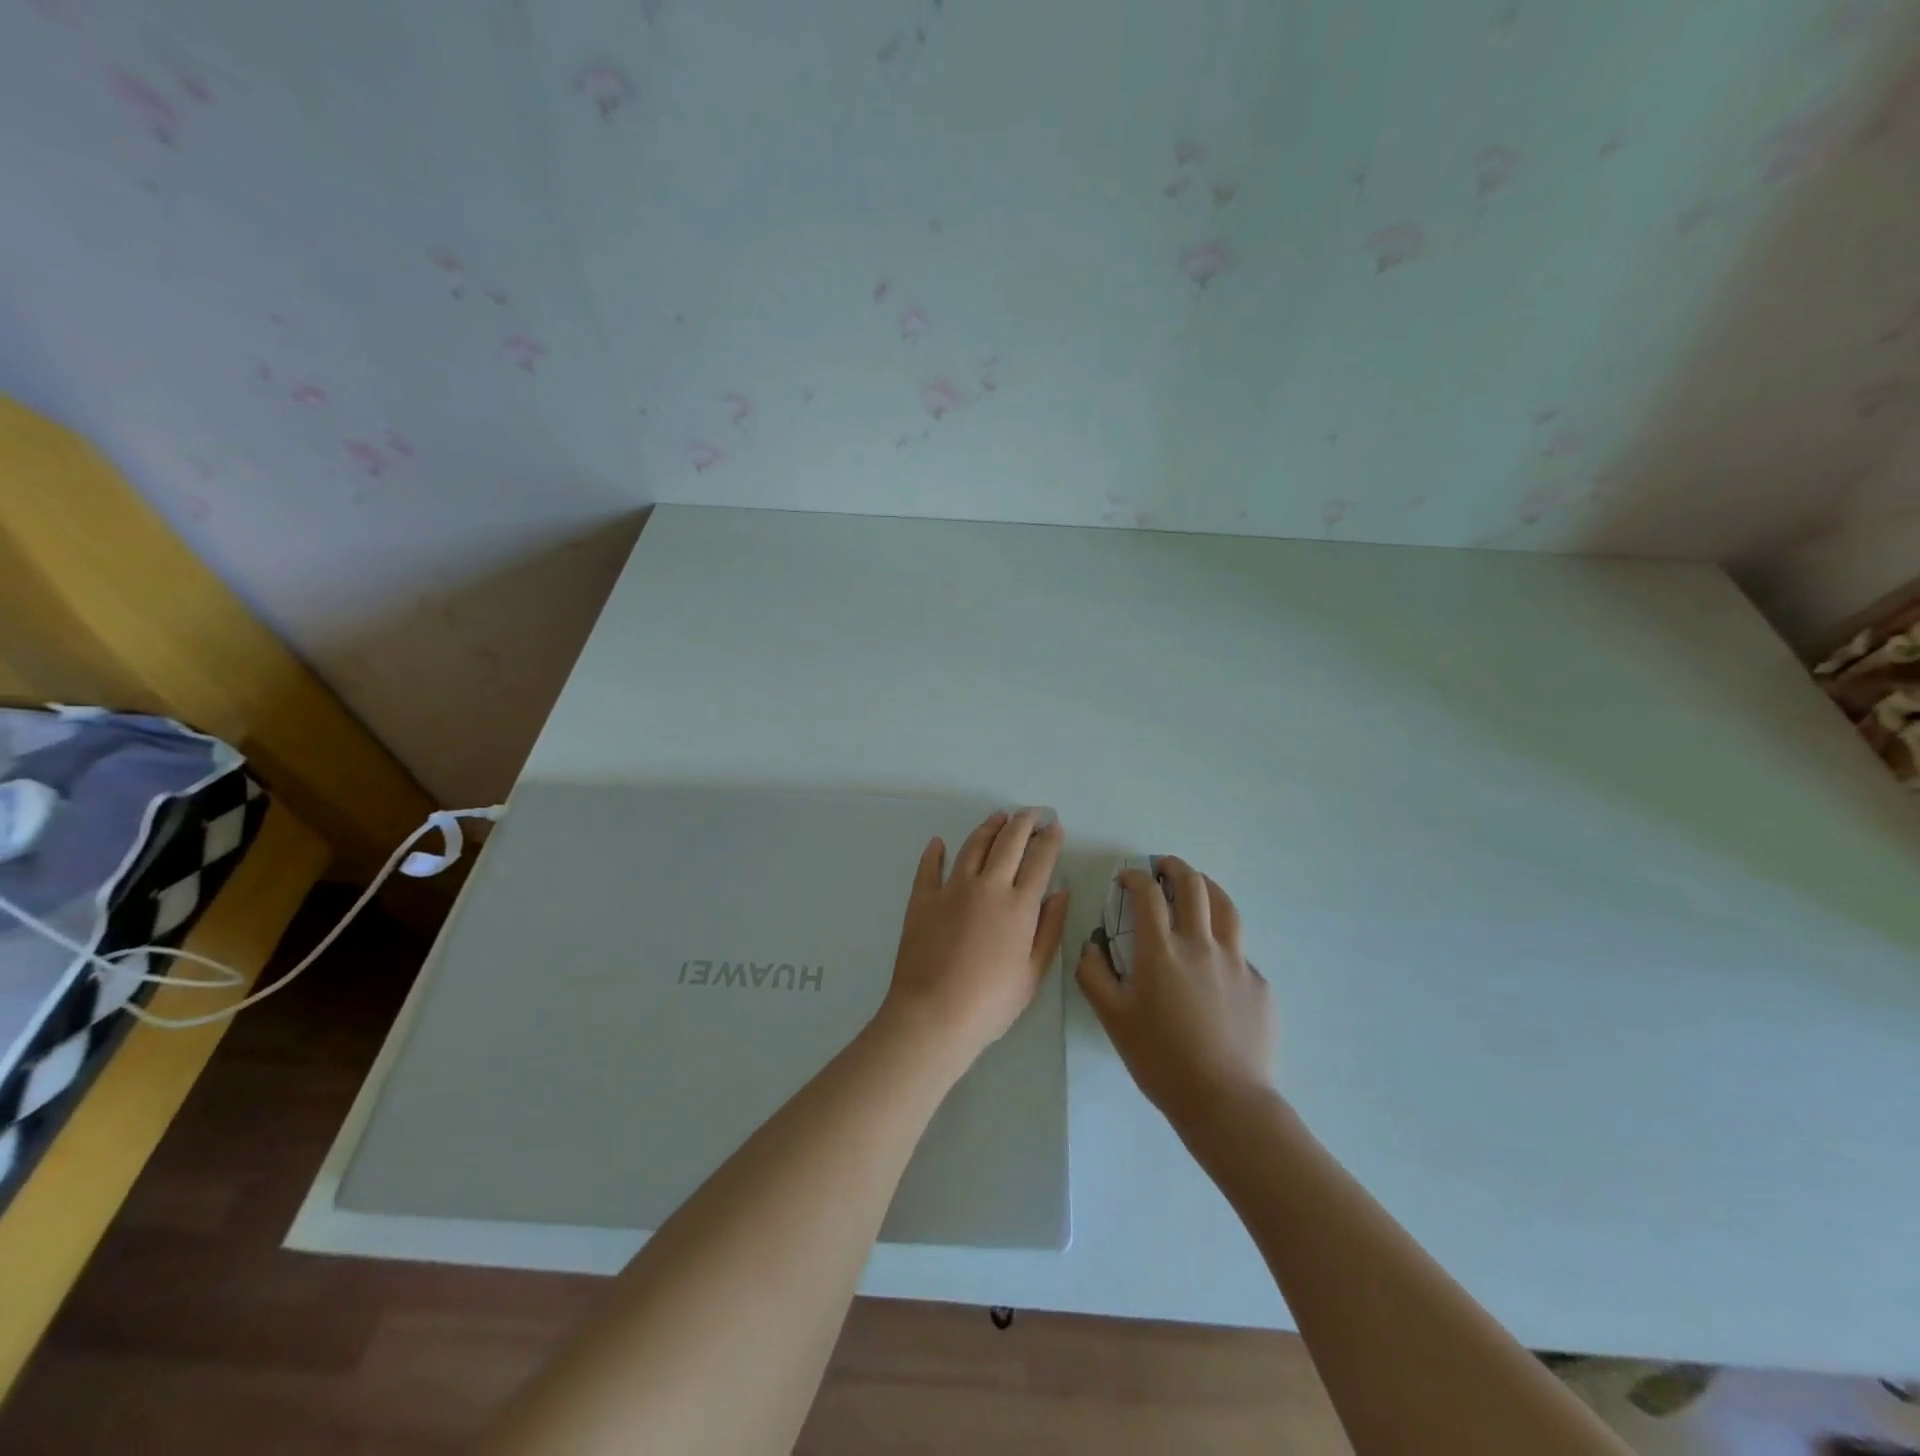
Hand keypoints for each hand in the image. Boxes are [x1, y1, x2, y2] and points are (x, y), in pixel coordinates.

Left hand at [879, 809, 1070, 1065]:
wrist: (933, 1014)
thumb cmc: (990, 1002)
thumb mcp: (1033, 973)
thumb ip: (1050, 928)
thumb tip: (1061, 892)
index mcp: (1019, 906)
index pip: (1040, 861)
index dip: (1049, 841)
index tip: (1055, 827)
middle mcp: (988, 886)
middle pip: (1008, 843)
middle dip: (1023, 823)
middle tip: (1031, 812)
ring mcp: (952, 889)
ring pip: (973, 846)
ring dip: (988, 828)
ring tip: (998, 817)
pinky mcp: (922, 899)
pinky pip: (929, 867)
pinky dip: (935, 852)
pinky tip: (938, 843)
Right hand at [1076, 856, 1276, 1133]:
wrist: (1225, 1101)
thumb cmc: (1160, 1059)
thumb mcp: (1112, 1018)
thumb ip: (1093, 975)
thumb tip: (1092, 946)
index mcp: (1161, 950)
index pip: (1147, 894)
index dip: (1135, 877)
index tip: (1126, 878)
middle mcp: (1200, 944)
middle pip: (1193, 886)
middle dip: (1174, 867)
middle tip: (1163, 867)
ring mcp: (1235, 961)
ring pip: (1225, 906)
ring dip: (1207, 887)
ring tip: (1197, 886)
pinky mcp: (1258, 983)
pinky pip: (1239, 950)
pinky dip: (1223, 940)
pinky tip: (1216, 959)